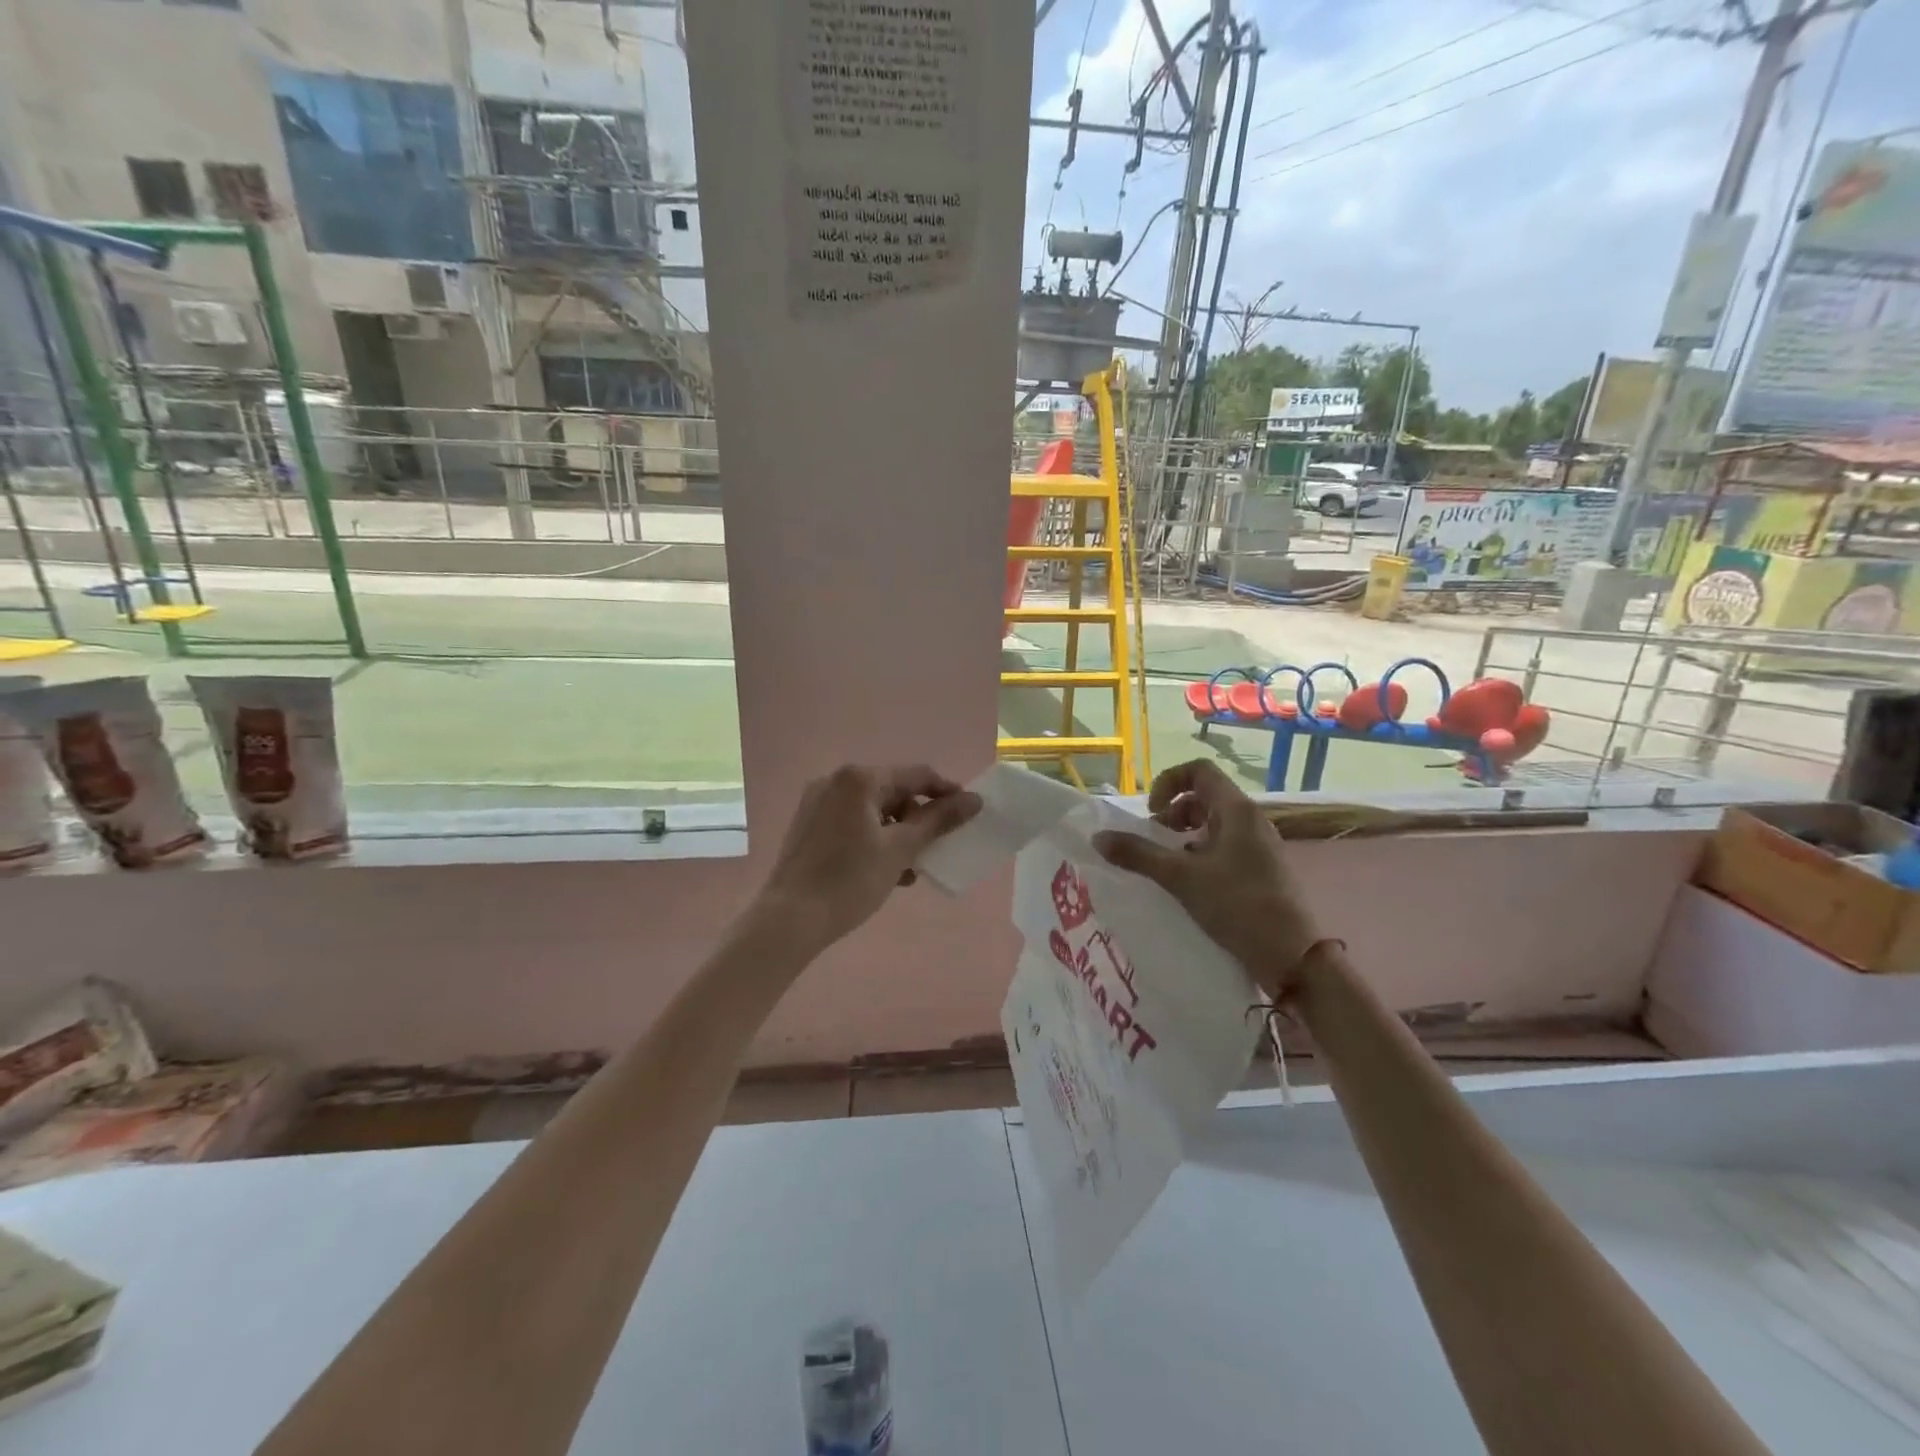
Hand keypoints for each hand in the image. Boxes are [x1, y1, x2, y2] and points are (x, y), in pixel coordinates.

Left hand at [756, 764, 980, 951]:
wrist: (789, 919)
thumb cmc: (850, 881)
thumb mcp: (901, 849)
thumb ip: (939, 821)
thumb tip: (974, 800)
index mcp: (859, 779)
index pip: (916, 775)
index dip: (946, 793)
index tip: (968, 814)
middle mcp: (836, 781)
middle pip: (893, 791)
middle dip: (918, 818)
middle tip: (935, 848)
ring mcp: (817, 802)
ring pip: (873, 810)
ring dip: (897, 833)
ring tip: (911, 868)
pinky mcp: (808, 825)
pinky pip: (853, 822)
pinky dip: (874, 839)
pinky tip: (885, 870)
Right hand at [1093, 759, 1322, 998]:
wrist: (1293, 956)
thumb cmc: (1238, 906)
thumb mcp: (1181, 878)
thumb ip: (1138, 854)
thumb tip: (1099, 838)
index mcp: (1237, 810)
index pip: (1199, 771)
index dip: (1168, 782)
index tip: (1151, 812)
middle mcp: (1251, 820)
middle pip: (1206, 796)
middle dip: (1173, 812)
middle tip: (1156, 839)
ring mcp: (1260, 845)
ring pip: (1215, 823)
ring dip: (1186, 834)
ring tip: (1169, 862)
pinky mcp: (1263, 869)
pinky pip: (1226, 846)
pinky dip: (1202, 852)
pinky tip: (1192, 882)